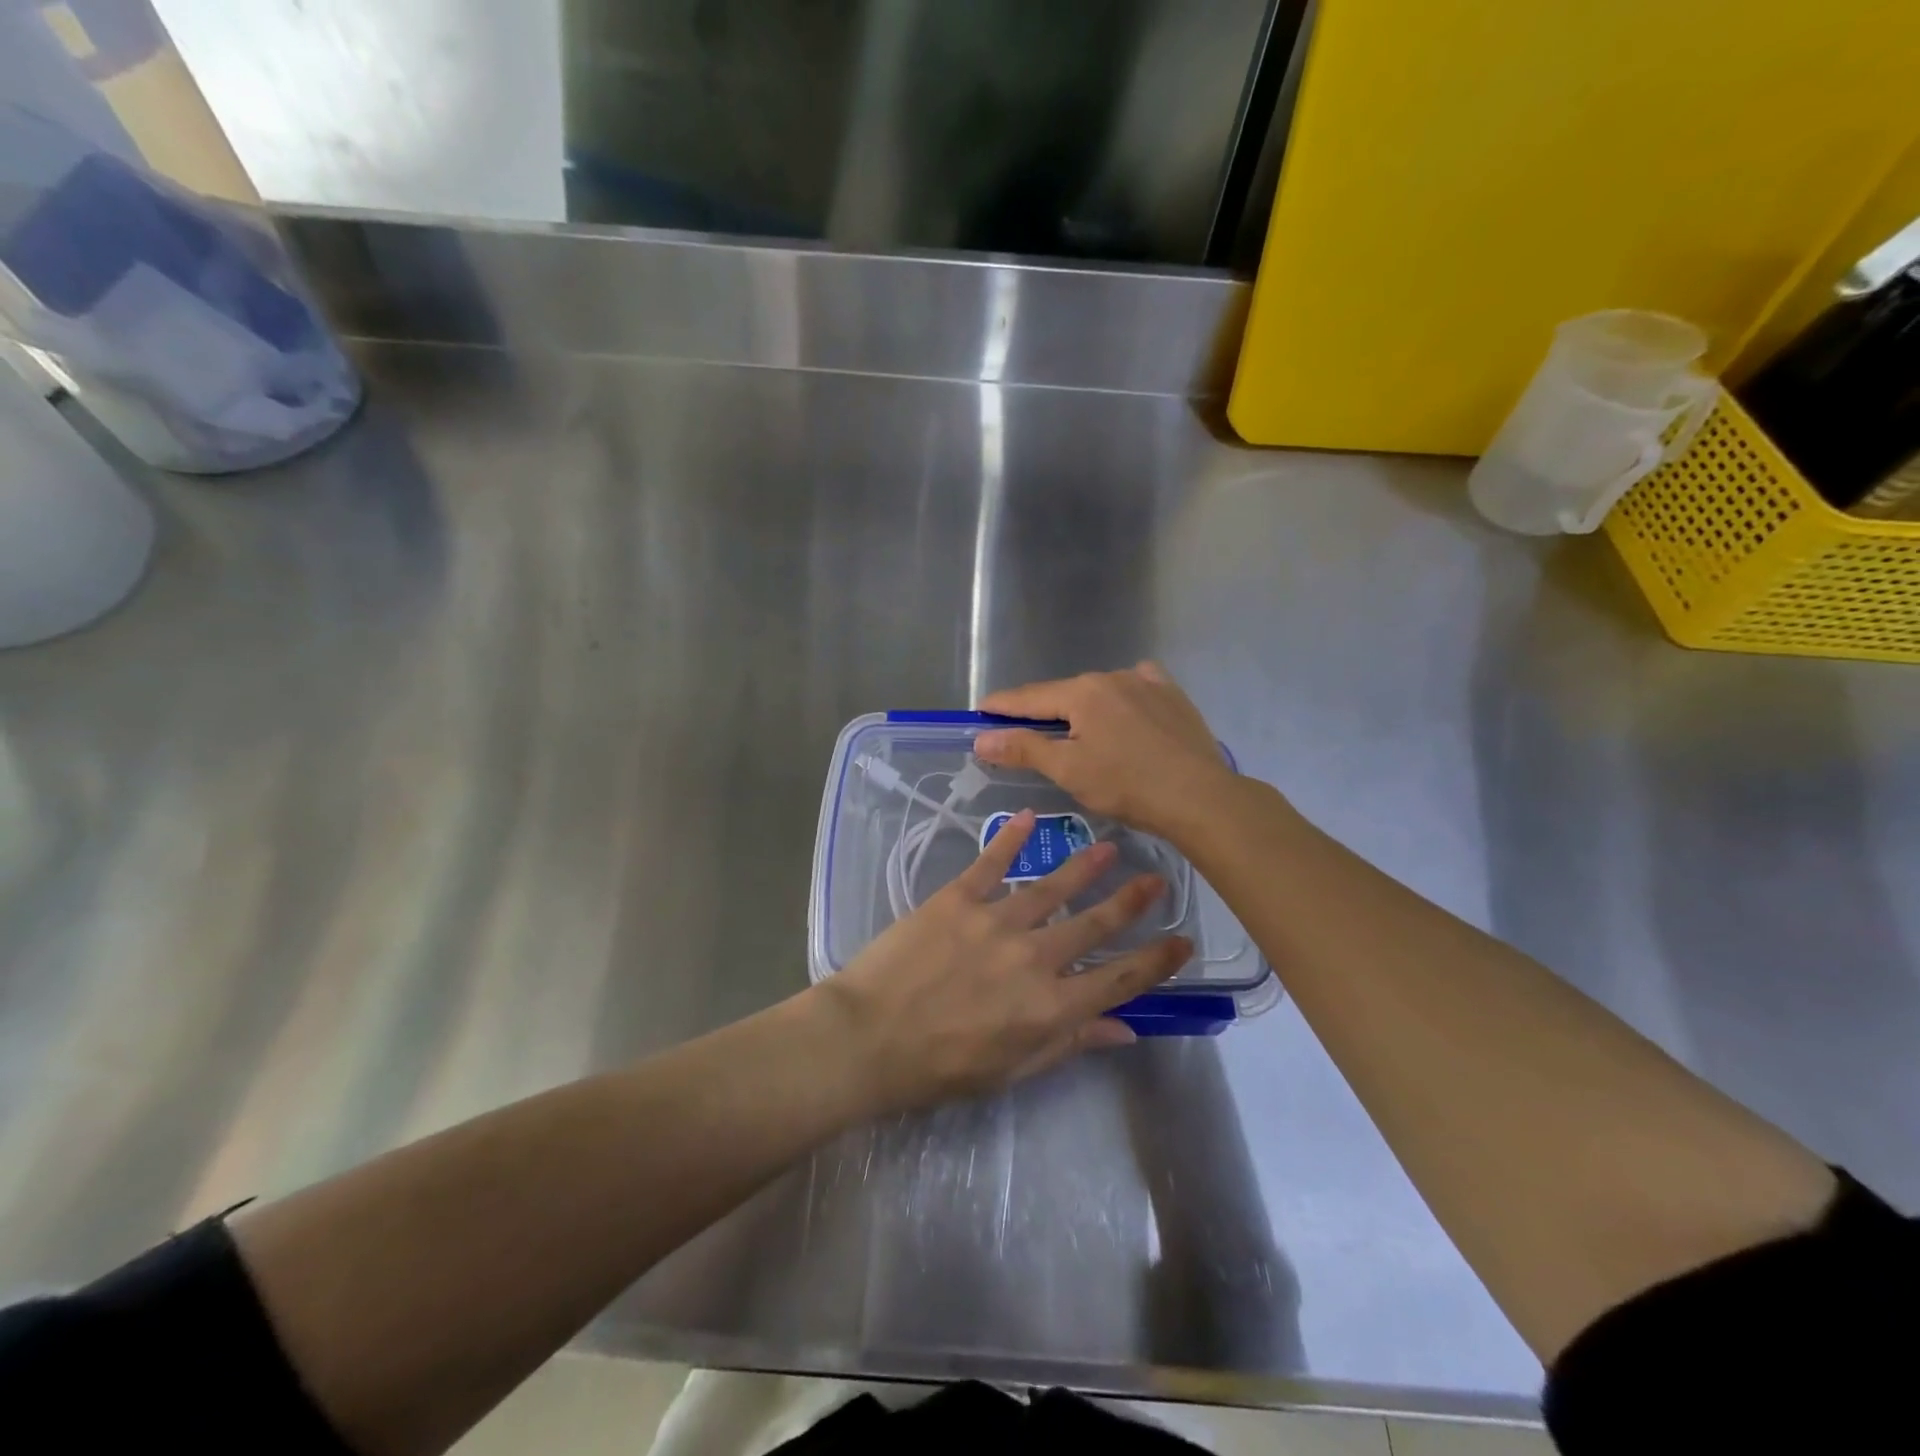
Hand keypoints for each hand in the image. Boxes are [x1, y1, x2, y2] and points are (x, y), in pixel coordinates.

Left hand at [813, 811, 1189, 1112]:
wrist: (868, 1038)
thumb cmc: (939, 1068)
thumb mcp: (1012, 1070)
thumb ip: (1070, 1043)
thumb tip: (1125, 1029)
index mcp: (1051, 1007)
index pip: (1119, 979)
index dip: (1155, 961)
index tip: (1181, 940)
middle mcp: (1034, 957)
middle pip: (1094, 925)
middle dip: (1130, 902)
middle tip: (1157, 879)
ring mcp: (996, 921)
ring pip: (1052, 887)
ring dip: (1084, 866)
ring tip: (1110, 847)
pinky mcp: (957, 898)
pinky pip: (990, 862)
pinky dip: (1010, 838)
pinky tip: (1028, 817)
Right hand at [973, 663, 1237, 841]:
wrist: (1200, 797)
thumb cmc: (1126, 785)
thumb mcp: (1068, 770)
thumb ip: (1023, 748)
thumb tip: (982, 738)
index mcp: (1081, 692)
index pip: (1028, 697)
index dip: (1001, 706)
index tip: (979, 711)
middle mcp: (1111, 676)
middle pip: (1063, 693)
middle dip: (1041, 711)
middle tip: (1023, 732)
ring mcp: (1146, 682)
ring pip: (1099, 692)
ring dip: (1081, 708)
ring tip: (1077, 732)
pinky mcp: (1172, 696)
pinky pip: (1136, 688)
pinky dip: (1120, 698)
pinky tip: (1123, 712)